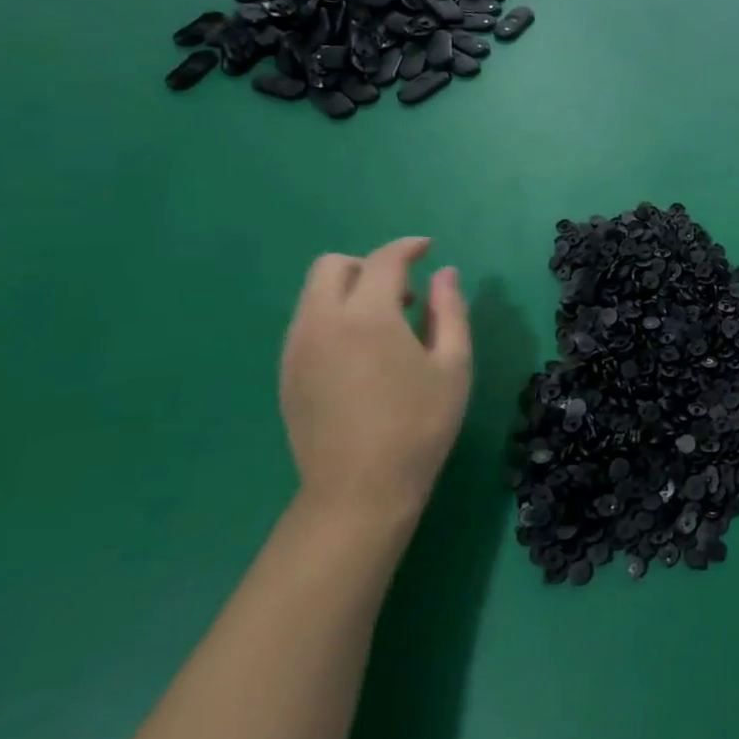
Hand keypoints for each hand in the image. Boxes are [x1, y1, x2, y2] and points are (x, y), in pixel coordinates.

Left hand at [280, 237, 472, 537]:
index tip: (429, 249)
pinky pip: (307, 324)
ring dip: (349, 292)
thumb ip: (450, 311)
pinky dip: (334, 318)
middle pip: (332, 267)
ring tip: (387, 327)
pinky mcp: (286, 374)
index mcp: (367, 316)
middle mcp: (321, 322)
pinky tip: (362, 354)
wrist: (360, 490)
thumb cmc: (420, 425)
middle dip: (369, 265)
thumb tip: (446, 274)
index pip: (383, 260)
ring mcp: (296, 349)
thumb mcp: (453, 365)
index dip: (408, 248)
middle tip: (405, 293)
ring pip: (314, 295)